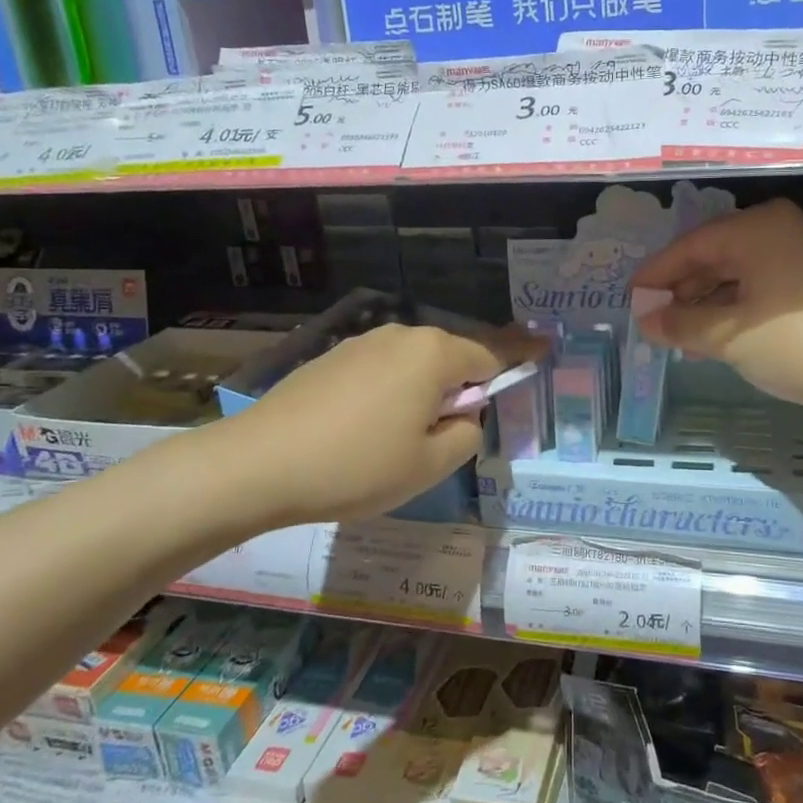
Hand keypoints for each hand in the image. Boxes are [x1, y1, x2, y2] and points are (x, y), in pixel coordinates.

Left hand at [225, 324, 538, 527]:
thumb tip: (464, 414)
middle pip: (450, 357)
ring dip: (422, 393)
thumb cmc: (356, 466)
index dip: (519, 360)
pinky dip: (389, 393)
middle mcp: (401, 336)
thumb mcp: (429, 464)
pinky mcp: (331, 358)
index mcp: (434, 354)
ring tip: (401, 441)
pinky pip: (380, 372)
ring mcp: (362, 343)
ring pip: (413, 365)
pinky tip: (365, 431)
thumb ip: (467, 433)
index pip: (492, 355)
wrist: (258, 464)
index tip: (544, 352)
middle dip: (460, 388)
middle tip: (450, 435)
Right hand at [632, 200, 802, 420]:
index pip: (691, 246)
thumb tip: (647, 320)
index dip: (657, 274)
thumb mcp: (727, 336)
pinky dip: (735, 308)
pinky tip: (716, 335)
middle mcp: (780, 229)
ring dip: (707, 302)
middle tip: (654, 319)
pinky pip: (762, 286)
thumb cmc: (796, 343)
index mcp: (756, 227)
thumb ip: (680, 323)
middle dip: (682, 289)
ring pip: (739, 273)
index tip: (632, 299)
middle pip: (715, 255)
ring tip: (680, 334)